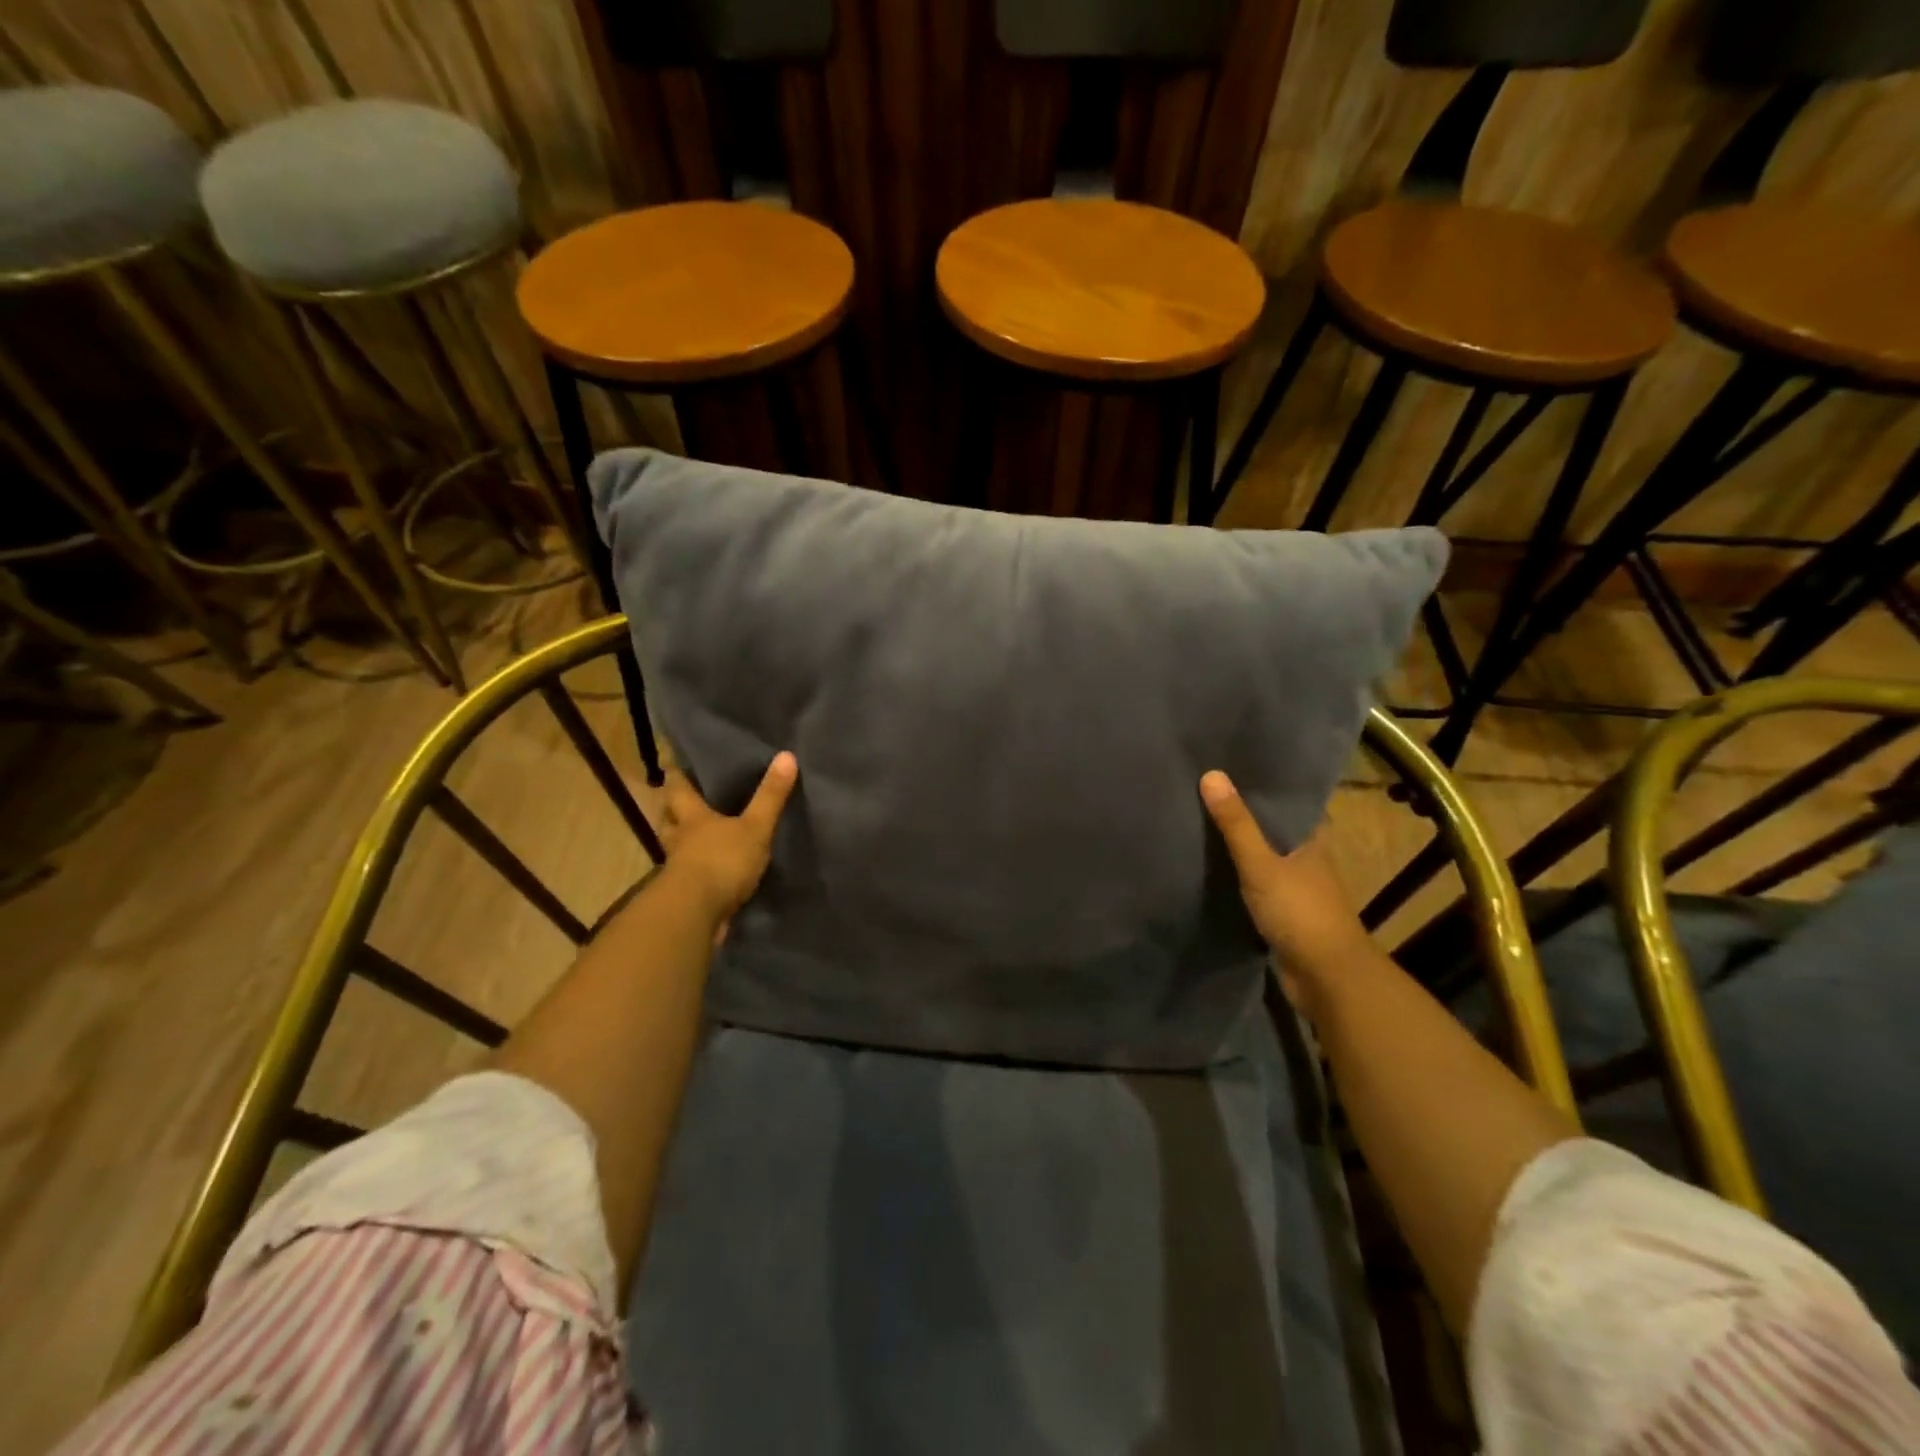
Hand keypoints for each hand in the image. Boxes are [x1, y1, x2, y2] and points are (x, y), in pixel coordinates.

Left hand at [660, 752, 798, 925]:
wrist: (697, 914)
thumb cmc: (722, 861)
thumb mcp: (755, 827)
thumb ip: (770, 796)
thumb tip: (787, 755)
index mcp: (693, 818)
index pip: (678, 790)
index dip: (677, 777)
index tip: (674, 766)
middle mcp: (680, 840)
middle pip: (669, 819)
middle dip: (673, 810)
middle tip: (680, 801)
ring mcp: (679, 869)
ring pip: (675, 848)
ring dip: (681, 842)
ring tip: (695, 837)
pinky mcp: (684, 895)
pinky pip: (688, 876)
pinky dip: (695, 871)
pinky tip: (708, 872)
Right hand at [1200, 770, 1371, 989]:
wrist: (1326, 977)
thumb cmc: (1300, 912)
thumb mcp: (1261, 864)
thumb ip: (1236, 824)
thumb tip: (1211, 774)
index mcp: (1312, 838)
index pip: (1289, 801)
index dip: (1264, 785)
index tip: (1232, 768)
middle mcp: (1308, 858)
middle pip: (1274, 828)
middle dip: (1246, 814)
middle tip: (1206, 792)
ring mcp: (1297, 887)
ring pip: (1265, 857)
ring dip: (1241, 846)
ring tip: (1201, 823)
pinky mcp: (1284, 912)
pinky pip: (1257, 884)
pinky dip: (1238, 875)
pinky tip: (1212, 868)